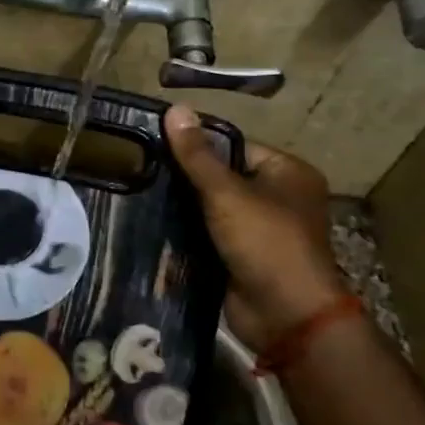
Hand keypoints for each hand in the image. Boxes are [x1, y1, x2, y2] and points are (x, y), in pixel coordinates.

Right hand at [163, 106, 348, 348]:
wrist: (286, 316)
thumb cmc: (266, 244)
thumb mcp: (227, 193)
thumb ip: (197, 155)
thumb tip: (175, 108)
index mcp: (286, 173)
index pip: (233, 146)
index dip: (196, 144)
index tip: (153, 143)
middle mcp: (277, 198)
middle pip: (221, 177)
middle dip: (184, 178)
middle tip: (139, 169)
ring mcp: (259, 230)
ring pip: (211, 208)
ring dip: (182, 207)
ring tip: (137, 194)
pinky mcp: (241, 257)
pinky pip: (208, 235)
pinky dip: (186, 233)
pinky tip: (150, 225)